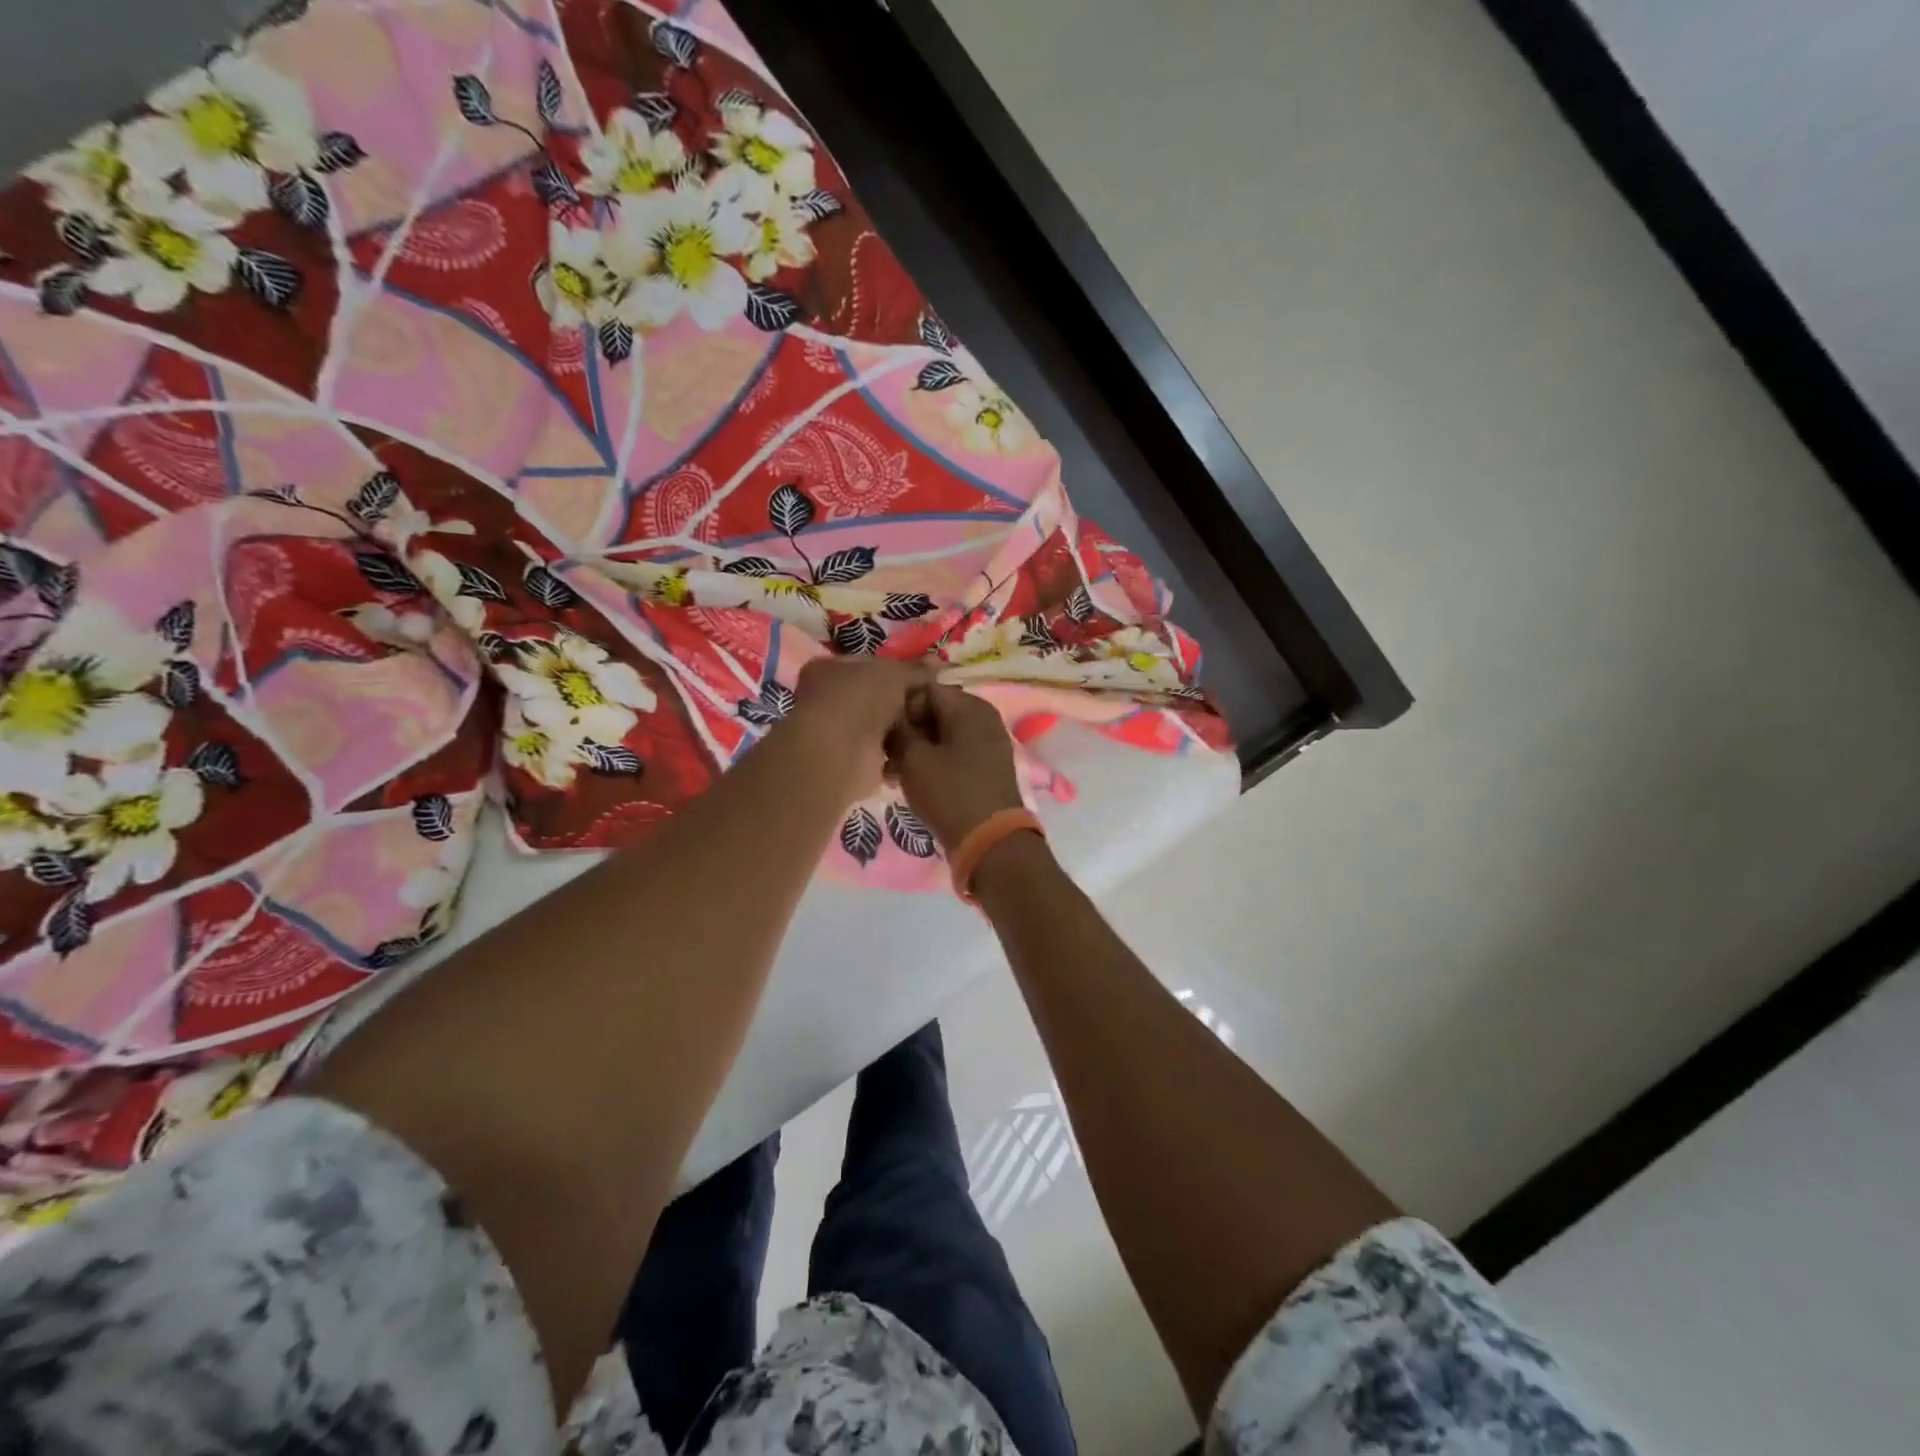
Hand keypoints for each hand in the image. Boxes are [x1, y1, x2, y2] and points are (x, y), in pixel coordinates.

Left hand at [782, 656, 931, 802]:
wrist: (843, 752)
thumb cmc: (861, 699)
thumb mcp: (895, 674)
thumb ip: (917, 671)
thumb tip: (939, 665)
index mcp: (829, 667)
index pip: (873, 664)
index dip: (903, 670)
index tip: (931, 678)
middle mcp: (831, 698)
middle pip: (880, 696)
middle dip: (908, 701)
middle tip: (937, 702)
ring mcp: (841, 731)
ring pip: (884, 724)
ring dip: (906, 727)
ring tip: (934, 726)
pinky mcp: (854, 760)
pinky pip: (886, 750)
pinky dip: (901, 751)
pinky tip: (922, 748)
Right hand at [889, 684, 1025, 852]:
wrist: (990, 842)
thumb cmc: (949, 793)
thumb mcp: (914, 759)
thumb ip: (899, 730)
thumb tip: (892, 717)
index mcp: (969, 706)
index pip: (924, 689)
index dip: (899, 708)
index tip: (882, 732)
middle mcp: (983, 717)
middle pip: (935, 711)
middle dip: (907, 731)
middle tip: (884, 755)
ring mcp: (988, 742)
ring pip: (942, 735)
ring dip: (917, 749)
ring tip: (893, 773)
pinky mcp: (987, 766)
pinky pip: (954, 753)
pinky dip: (934, 762)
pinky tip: (912, 781)